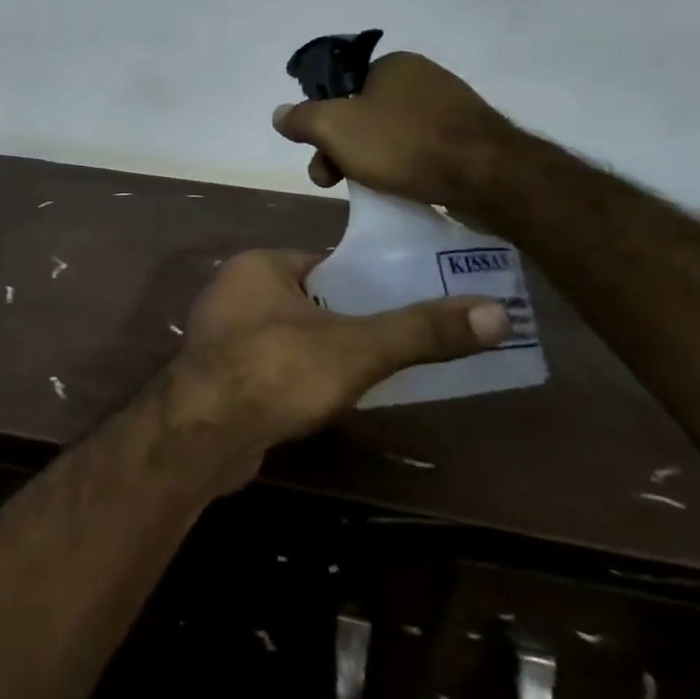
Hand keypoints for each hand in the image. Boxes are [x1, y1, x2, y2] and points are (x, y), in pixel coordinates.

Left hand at [162, 250, 511, 491]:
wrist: (201, 434)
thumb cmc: (275, 371)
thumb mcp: (355, 348)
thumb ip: (420, 331)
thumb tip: (498, 312)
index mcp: (259, 265)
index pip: (329, 264)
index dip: (371, 285)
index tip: (413, 307)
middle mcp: (235, 290)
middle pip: (312, 300)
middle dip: (353, 323)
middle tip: (405, 347)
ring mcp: (223, 333)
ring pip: (294, 335)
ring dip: (328, 354)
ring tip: (376, 377)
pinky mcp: (221, 374)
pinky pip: (275, 365)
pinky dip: (301, 377)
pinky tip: (327, 401)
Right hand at [271, 50, 515, 206]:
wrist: (490, 177)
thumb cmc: (403, 144)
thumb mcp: (334, 127)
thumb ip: (300, 118)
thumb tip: (280, 114)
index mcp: (393, 64)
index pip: (340, 89)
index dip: (320, 121)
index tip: (317, 153)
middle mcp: (423, 78)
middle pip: (361, 115)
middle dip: (339, 149)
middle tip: (332, 181)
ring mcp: (451, 108)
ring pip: (389, 135)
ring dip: (368, 161)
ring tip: (368, 190)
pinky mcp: (471, 139)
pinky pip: (421, 151)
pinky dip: (404, 168)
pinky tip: (402, 189)